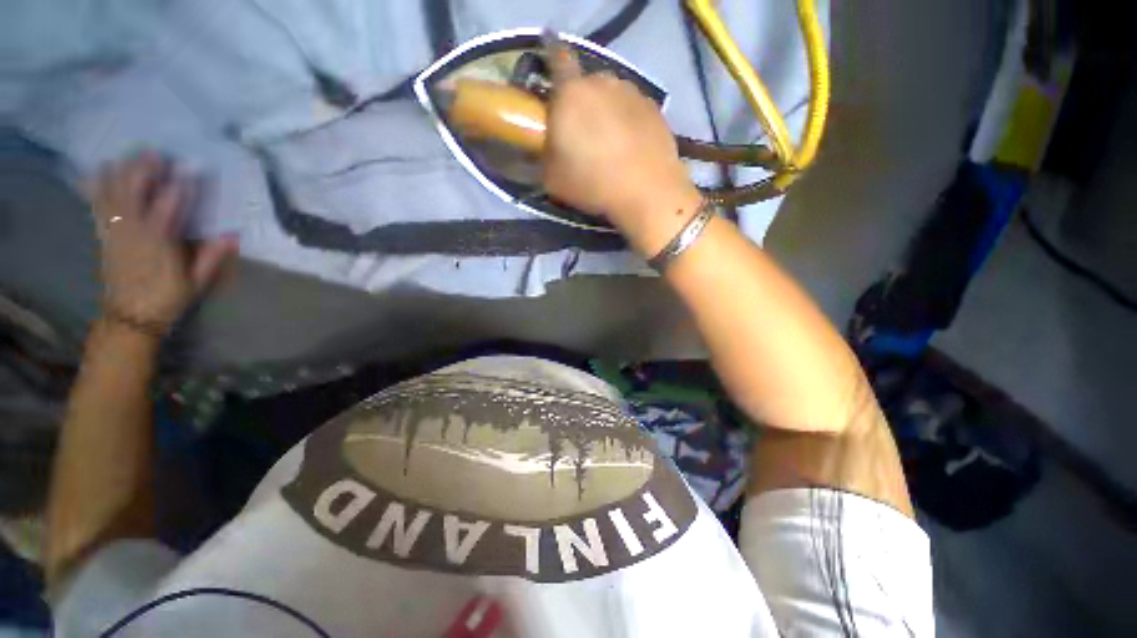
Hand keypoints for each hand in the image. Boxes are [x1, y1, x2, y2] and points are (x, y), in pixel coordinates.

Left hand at [88, 152, 236, 334]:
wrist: (129, 316)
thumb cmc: (167, 298)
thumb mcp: (196, 282)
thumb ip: (211, 257)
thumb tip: (233, 235)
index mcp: (159, 246)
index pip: (168, 211)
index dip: (178, 189)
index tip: (189, 172)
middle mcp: (134, 233)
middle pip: (134, 194)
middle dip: (144, 171)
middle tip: (158, 154)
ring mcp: (116, 232)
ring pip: (114, 194)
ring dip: (122, 172)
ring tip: (134, 154)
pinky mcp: (104, 234)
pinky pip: (98, 204)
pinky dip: (98, 185)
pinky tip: (102, 169)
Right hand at [542, 42, 701, 254]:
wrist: (647, 193)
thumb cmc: (593, 183)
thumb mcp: (552, 179)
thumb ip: (542, 154)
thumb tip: (542, 146)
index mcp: (571, 92)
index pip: (556, 56)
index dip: (550, 57)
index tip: (550, 71)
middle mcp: (602, 81)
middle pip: (585, 83)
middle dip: (580, 101)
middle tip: (580, 130)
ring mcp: (632, 92)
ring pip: (610, 95)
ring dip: (604, 111)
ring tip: (608, 142)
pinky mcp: (655, 108)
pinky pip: (631, 108)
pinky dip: (626, 121)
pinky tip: (629, 146)